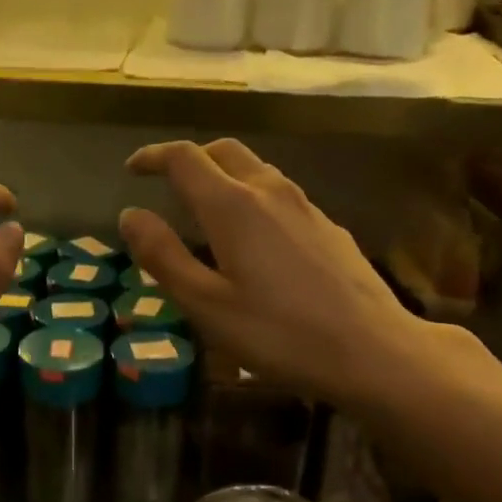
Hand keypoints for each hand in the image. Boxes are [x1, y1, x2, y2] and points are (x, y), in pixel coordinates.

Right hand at [118, 139, 468, 406]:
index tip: (132, 169)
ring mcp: (305, 206)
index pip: (184, 158)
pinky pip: (280, 195)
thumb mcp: (206, 304)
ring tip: (206, 209)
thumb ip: (163, 256)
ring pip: (256, 170)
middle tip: (167, 183)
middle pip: (223, 151)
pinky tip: (255, 238)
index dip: (153, 157)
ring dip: (224, 176)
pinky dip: (253, 198)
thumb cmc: (279, 333)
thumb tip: (130, 214)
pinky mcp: (329, 227)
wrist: (372, 349)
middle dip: (190, 158)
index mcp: (233, 206)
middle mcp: (270, 191)